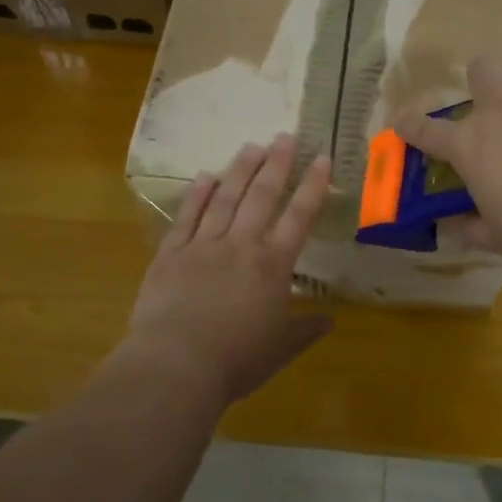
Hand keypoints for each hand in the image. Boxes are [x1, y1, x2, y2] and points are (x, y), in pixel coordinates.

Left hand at [120, 133, 332, 407]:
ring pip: (225, 198)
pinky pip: (187, 217)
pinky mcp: (171, 254)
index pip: (298, 218)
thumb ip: (305, 331)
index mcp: (272, 267)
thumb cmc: (236, 361)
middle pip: (262, 197)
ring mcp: (203, 246)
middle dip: (276, 164)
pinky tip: (205, 176)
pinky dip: (197, 194)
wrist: (176, 365)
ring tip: (251, 146)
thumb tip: (330, 320)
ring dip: (239, 170)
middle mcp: (241, 246)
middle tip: (284, 136)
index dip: (312, 187)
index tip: (321, 159)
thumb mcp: (280, 350)